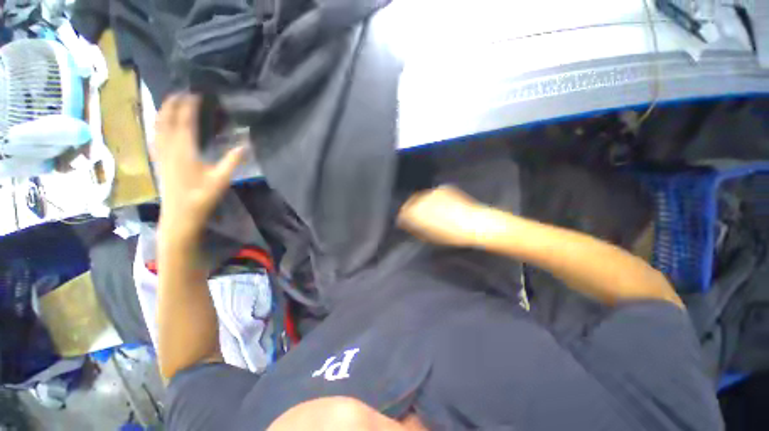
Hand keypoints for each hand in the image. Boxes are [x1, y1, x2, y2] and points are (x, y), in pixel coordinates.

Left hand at [153, 93, 245, 243]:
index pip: (185, 121)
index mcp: (184, 150)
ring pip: (158, 126)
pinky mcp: (159, 161)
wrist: (180, 215)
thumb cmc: (201, 197)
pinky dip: (158, 125)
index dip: (189, 106)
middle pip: (167, 119)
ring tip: (169, 102)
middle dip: (173, 103)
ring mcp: (161, 154)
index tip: (195, 94)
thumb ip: (233, 161)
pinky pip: (155, 136)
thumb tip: (245, 145)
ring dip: (163, 111)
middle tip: (181, 92)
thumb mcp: (221, 180)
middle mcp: (169, 148)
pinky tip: (160, 125)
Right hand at [397, 185, 489, 247]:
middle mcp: (421, 199)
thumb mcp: (428, 236)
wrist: (475, 224)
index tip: (406, 223)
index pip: (403, 213)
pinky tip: (442, 207)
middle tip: (417, 217)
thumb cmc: (450, 235)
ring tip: (431, 212)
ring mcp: (432, 192)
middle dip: (411, 209)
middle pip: (410, 203)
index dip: (404, 219)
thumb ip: (414, 228)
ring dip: (422, 203)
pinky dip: (434, 200)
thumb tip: (408, 225)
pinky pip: (433, 194)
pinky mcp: (443, 189)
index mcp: (415, 212)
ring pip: (422, 197)